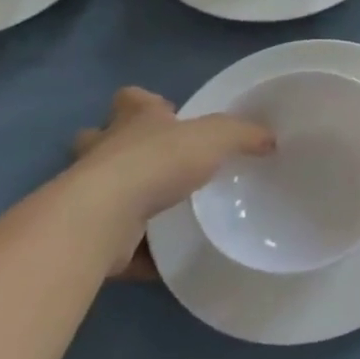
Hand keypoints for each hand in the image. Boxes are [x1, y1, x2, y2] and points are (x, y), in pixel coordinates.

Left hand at [67, 87, 274, 272]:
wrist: (104, 217)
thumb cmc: (158, 161)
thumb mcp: (216, 136)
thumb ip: (244, 135)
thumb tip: (270, 140)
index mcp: (133, 122)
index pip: (132, 100)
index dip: (145, 103)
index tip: (165, 113)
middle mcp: (104, 152)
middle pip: (99, 139)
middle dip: (118, 147)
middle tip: (153, 162)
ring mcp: (89, 194)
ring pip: (102, 190)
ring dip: (123, 198)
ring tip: (162, 212)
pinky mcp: (91, 234)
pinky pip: (116, 242)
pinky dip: (135, 251)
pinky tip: (162, 259)